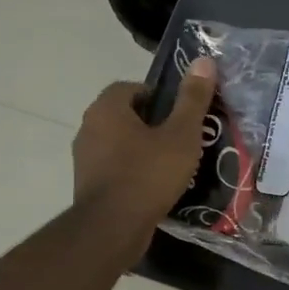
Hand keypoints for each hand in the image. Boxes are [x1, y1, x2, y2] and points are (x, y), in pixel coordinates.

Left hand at [73, 58, 216, 257]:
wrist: (113, 228)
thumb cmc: (148, 174)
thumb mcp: (181, 135)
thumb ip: (192, 99)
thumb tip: (204, 60)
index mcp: (107, 109)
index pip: (130, 87)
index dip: (157, 96)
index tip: (179, 113)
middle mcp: (88, 128)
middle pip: (124, 115)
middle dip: (152, 123)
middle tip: (181, 137)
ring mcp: (84, 159)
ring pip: (119, 143)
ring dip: (142, 148)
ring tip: (172, 163)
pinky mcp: (87, 185)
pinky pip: (114, 168)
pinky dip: (133, 171)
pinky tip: (155, 186)